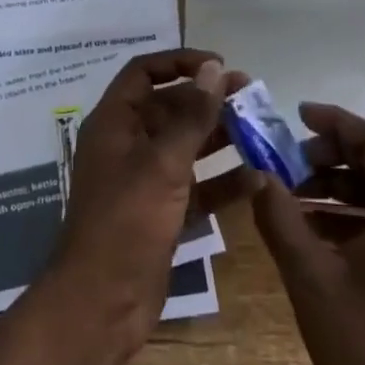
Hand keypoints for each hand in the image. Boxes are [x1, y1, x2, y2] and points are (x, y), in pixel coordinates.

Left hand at [46, 49, 227, 364]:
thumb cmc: (127, 221)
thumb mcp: (163, 163)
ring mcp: (143, 181)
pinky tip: (258, 180)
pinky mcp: (160, 214)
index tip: (220, 66)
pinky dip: (221, 182)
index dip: (180, 62)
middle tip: (252, 97)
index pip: (144, 72)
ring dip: (220, 139)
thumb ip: (191, 116)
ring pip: (185, 147)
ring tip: (262, 132)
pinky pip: (194, 187)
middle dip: (208, 101)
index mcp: (114, 122)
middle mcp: (127, 144)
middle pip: (169, 108)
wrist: (101, 303)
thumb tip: (214, 68)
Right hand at [250, 103, 364, 364]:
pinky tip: (321, 227)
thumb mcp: (310, 277)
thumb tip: (255, 175)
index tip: (299, 116)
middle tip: (294, 157)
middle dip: (340, 153)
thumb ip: (279, 216)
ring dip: (348, 183)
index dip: (340, 124)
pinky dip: (362, 212)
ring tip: (299, 192)